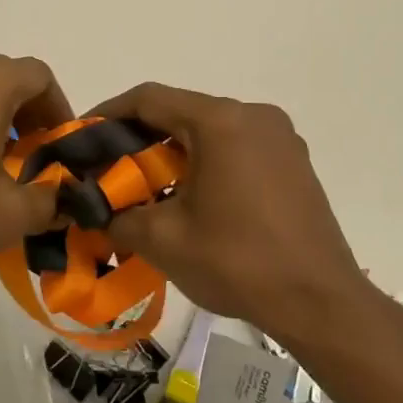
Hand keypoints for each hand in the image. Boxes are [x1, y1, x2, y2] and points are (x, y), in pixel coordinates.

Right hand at [90, 83, 375, 339]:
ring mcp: (280, 138)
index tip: (81, 137)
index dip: (108, 113)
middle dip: (139, 137)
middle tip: (108, 168)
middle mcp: (253, 115)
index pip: (149, 99)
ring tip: (146, 185)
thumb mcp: (164, 240)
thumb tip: (93, 211)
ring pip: (210, 130)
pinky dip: (206, 161)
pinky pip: (237, 147)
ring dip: (173, 151)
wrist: (321, 304)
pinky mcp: (294, 162)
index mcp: (220, 121)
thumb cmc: (238, 262)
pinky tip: (191, 197)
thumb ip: (117, 215)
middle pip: (181, 111)